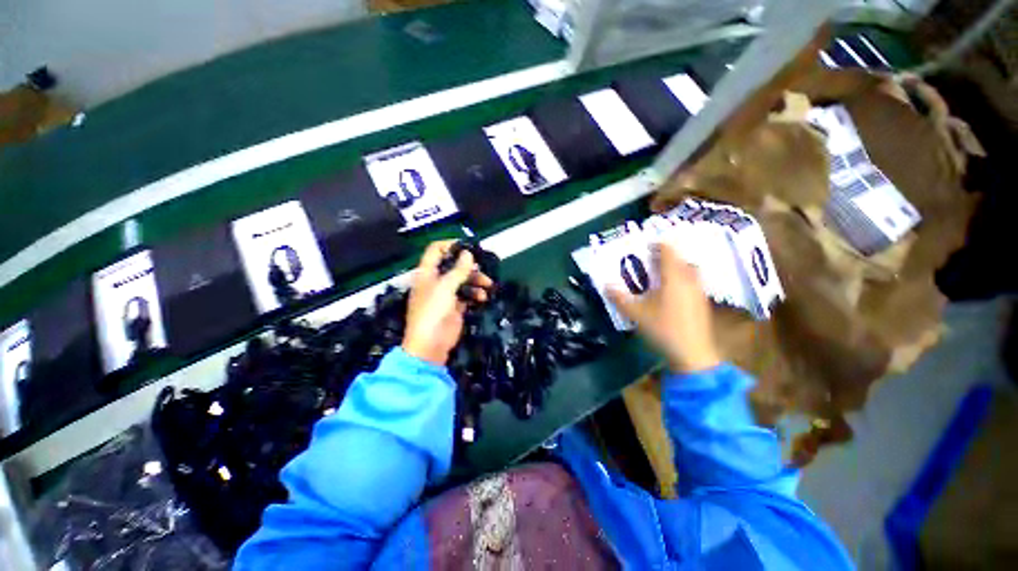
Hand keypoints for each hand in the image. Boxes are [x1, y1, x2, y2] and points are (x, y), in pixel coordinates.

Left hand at [402, 241, 493, 365]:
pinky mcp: (455, 306)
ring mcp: (446, 294)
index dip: (450, 245)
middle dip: (469, 266)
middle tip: (482, 269)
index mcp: (427, 273)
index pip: (436, 250)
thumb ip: (458, 270)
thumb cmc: (433, 312)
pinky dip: (475, 294)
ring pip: (463, 280)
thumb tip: (468, 253)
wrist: (430, 345)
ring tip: (487, 285)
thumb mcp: (445, 288)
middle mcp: (436, 281)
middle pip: (453, 265)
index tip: (468, 247)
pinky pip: (467, 294)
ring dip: (476, 280)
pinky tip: (482, 298)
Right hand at [608, 242, 720, 372]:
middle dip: (666, 256)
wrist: (692, 354)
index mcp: (673, 278)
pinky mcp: (702, 303)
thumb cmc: (663, 329)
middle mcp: (689, 280)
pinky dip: (682, 279)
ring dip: (676, 267)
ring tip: (660, 273)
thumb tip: (605, 285)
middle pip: (680, 259)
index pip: (668, 251)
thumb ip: (619, 298)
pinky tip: (671, 291)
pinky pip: (692, 282)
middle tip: (650, 258)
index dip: (658, 244)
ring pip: (689, 270)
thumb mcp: (636, 313)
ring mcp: (698, 292)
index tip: (646, 243)